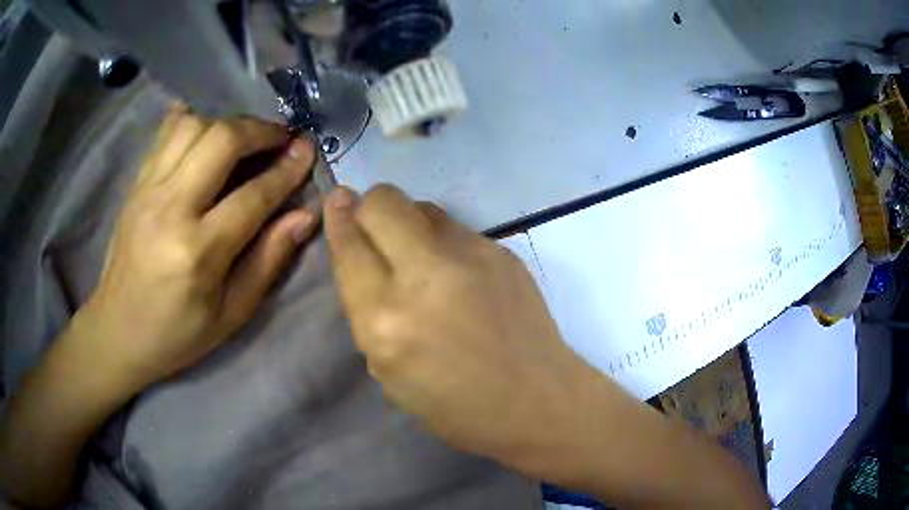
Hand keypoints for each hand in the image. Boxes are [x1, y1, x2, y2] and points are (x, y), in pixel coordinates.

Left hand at [77, 106, 316, 388]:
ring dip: (228, 124)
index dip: (287, 168)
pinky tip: (207, 130)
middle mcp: (171, 208)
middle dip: (260, 130)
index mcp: (199, 252)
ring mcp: (148, 190)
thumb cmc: (177, 333)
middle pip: (222, 140)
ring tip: (244, 140)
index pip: (253, 194)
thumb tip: (305, 215)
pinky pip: (165, 132)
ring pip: (194, 126)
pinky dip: (192, 119)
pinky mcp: (136, 184)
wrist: (118, 330)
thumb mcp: (231, 314)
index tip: (308, 149)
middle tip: (281, 138)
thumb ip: (268, 260)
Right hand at [323, 184, 591, 465]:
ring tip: (418, 256)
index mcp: (386, 319)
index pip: (349, 246)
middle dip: (369, 208)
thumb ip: (368, 310)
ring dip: (408, 223)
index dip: (338, 219)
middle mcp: (425, 275)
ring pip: (421, 206)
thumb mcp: (388, 371)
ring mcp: (471, 256)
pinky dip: (443, 241)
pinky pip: (456, 227)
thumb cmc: (456, 406)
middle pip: (383, 201)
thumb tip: (360, 255)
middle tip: (375, 231)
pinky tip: (458, 274)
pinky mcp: (502, 250)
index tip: (336, 201)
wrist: (536, 399)